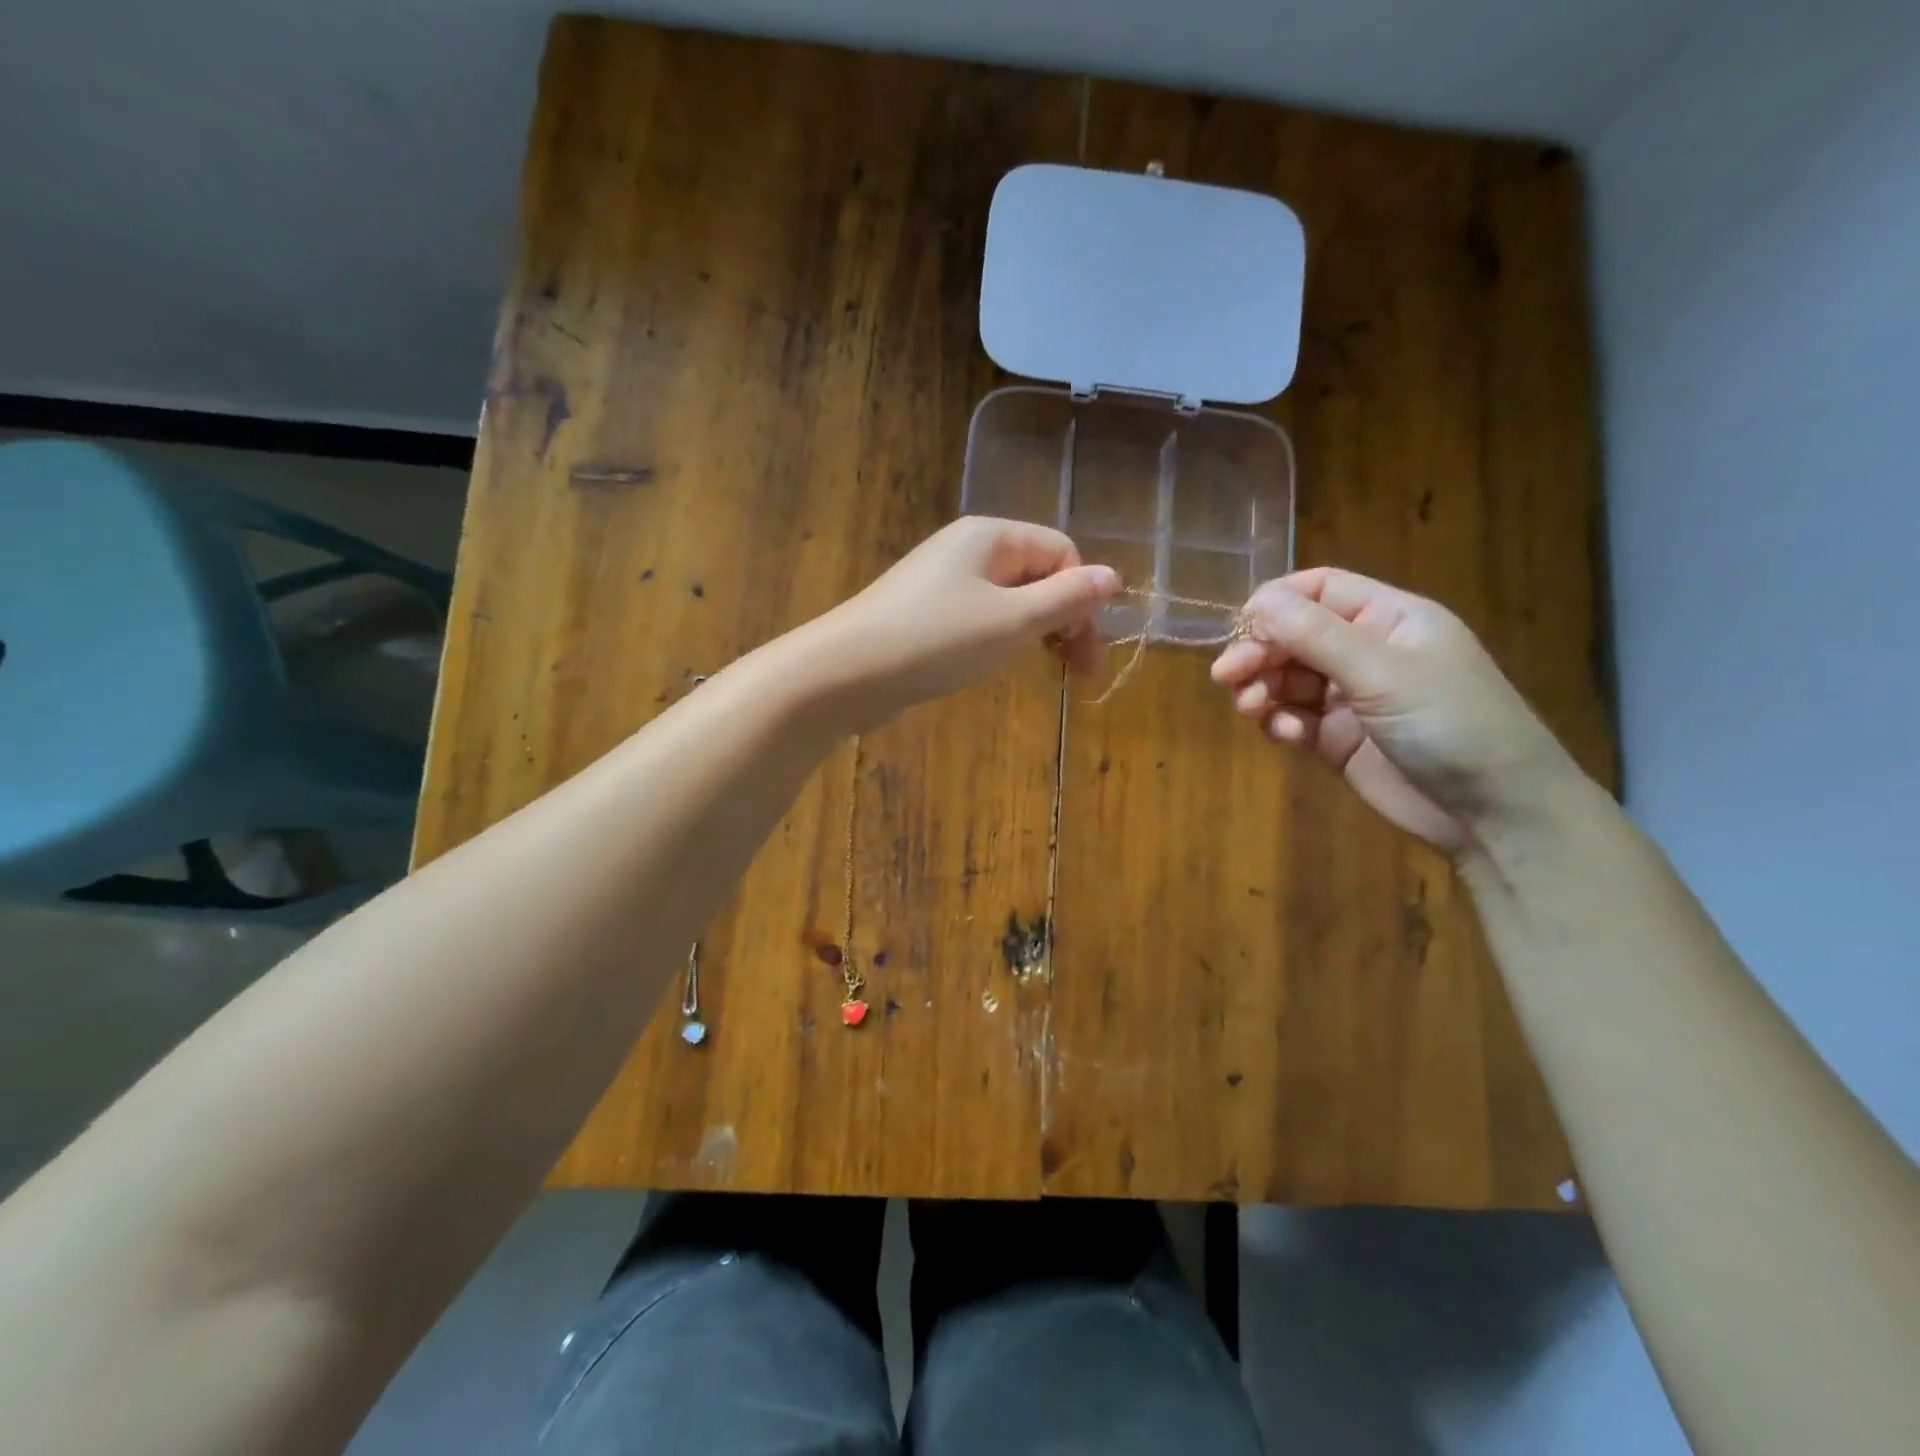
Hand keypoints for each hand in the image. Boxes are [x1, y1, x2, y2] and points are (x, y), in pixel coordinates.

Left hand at [809, 518, 1120, 722]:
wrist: (846, 672)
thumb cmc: (936, 640)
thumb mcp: (1013, 621)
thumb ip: (1066, 599)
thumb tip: (1113, 576)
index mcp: (992, 536)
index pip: (1062, 553)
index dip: (1082, 599)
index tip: (1085, 652)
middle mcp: (968, 548)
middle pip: (1037, 574)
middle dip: (1064, 619)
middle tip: (1078, 672)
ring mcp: (942, 580)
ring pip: (1010, 599)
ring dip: (1036, 632)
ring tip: (1043, 670)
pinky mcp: (924, 612)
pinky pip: (980, 617)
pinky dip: (1000, 639)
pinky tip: (998, 665)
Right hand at [1209, 568, 1583, 854]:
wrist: (1494, 813)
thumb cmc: (1450, 724)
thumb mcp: (1382, 672)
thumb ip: (1315, 636)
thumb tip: (1256, 600)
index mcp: (1388, 618)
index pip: (1320, 589)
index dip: (1276, 602)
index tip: (1240, 627)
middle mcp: (1366, 651)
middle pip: (1293, 636)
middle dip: (1259, 652)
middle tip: (1227, 676)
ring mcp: (1351, 697)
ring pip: (1286, 679)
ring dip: (1262, 690)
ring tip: (1252, 710)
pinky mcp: (1338, 739)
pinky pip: (1293, 718)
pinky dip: (1281, 724)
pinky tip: (1288, 738)